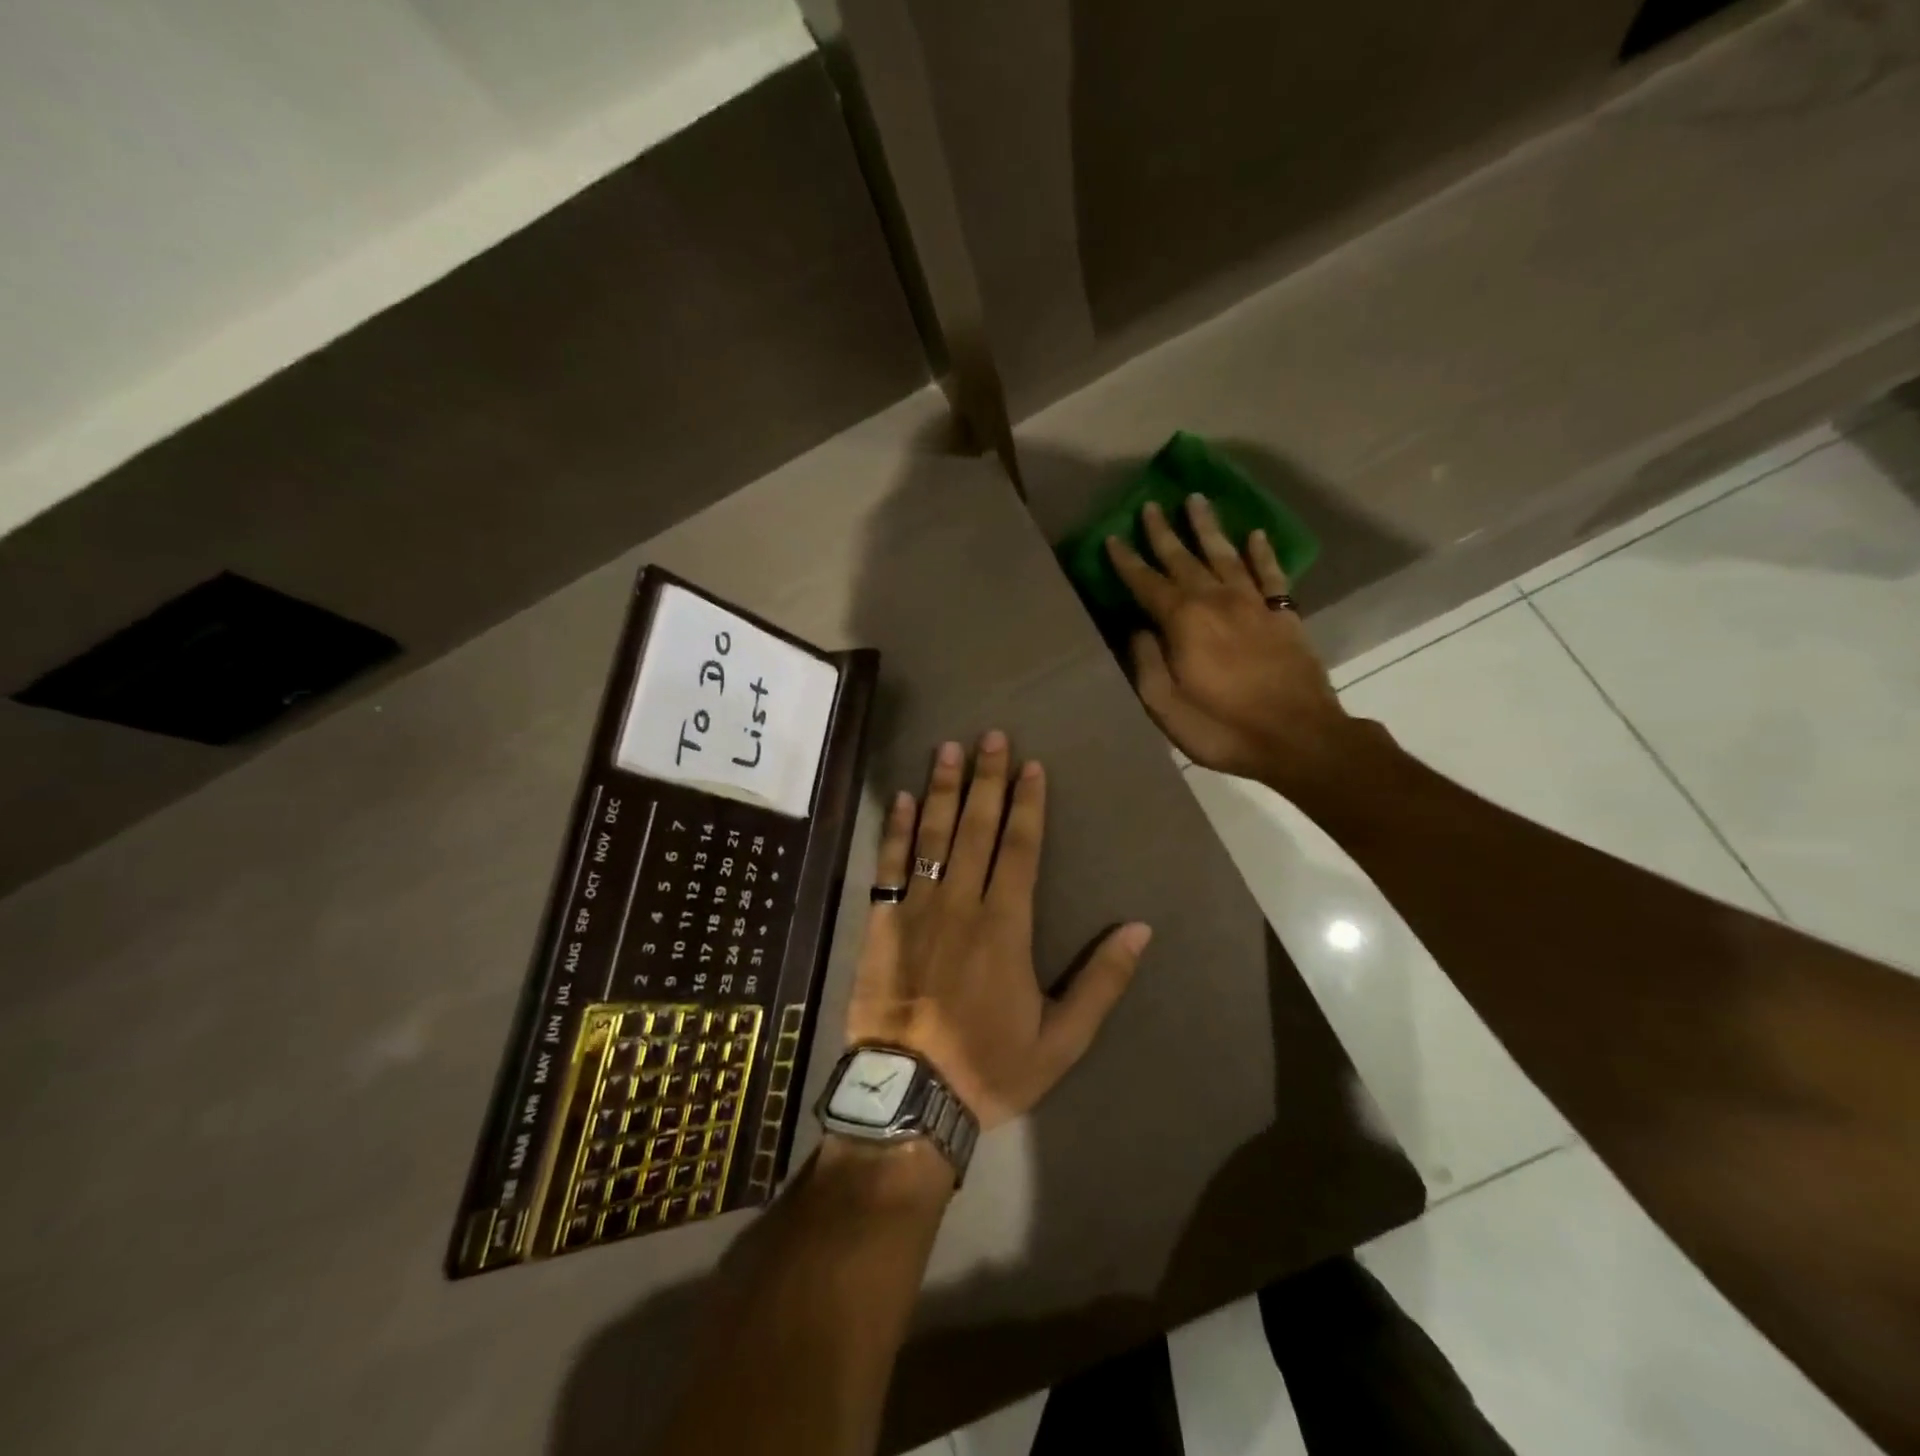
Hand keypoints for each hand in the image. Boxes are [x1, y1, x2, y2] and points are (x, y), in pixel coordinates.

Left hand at [845, 731, 1151, 1130]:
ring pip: (932, 835)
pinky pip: (888, 864)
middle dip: (987, 779)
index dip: (1027, 803)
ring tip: (948, 748)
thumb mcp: (1061, 1040)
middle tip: (991, 736)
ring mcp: (917, 908)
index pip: (1020, 847)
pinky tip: (900, 799)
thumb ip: (1102, 982)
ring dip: (941, 789)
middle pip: (977, 827)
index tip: (1031, 765)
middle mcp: (961, 903)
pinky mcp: (882, 921)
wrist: (908, 1097)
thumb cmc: (988, 1067)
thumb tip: (1139, 928)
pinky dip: (894, 829)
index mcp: (1006, 925)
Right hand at [1105, 496, 1351, 788]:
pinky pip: (1270, 573)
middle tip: (1151, 505)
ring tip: (1196, 500)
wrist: (1299, 737)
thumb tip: (1138, 630)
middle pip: (1184, 558)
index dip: (1127, 561)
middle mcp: (1216, 601)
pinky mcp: (1284, 614)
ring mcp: (1254, 604)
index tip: (1112, 538)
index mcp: (1183, 622)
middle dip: (1164, 532)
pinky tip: (1254, 535)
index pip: (1146, 583)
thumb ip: (1147, 664)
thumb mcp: (1166, 707)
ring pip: (1226, 554)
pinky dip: (1261, 552)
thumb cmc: (1223, 727)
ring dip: (1208, 528)